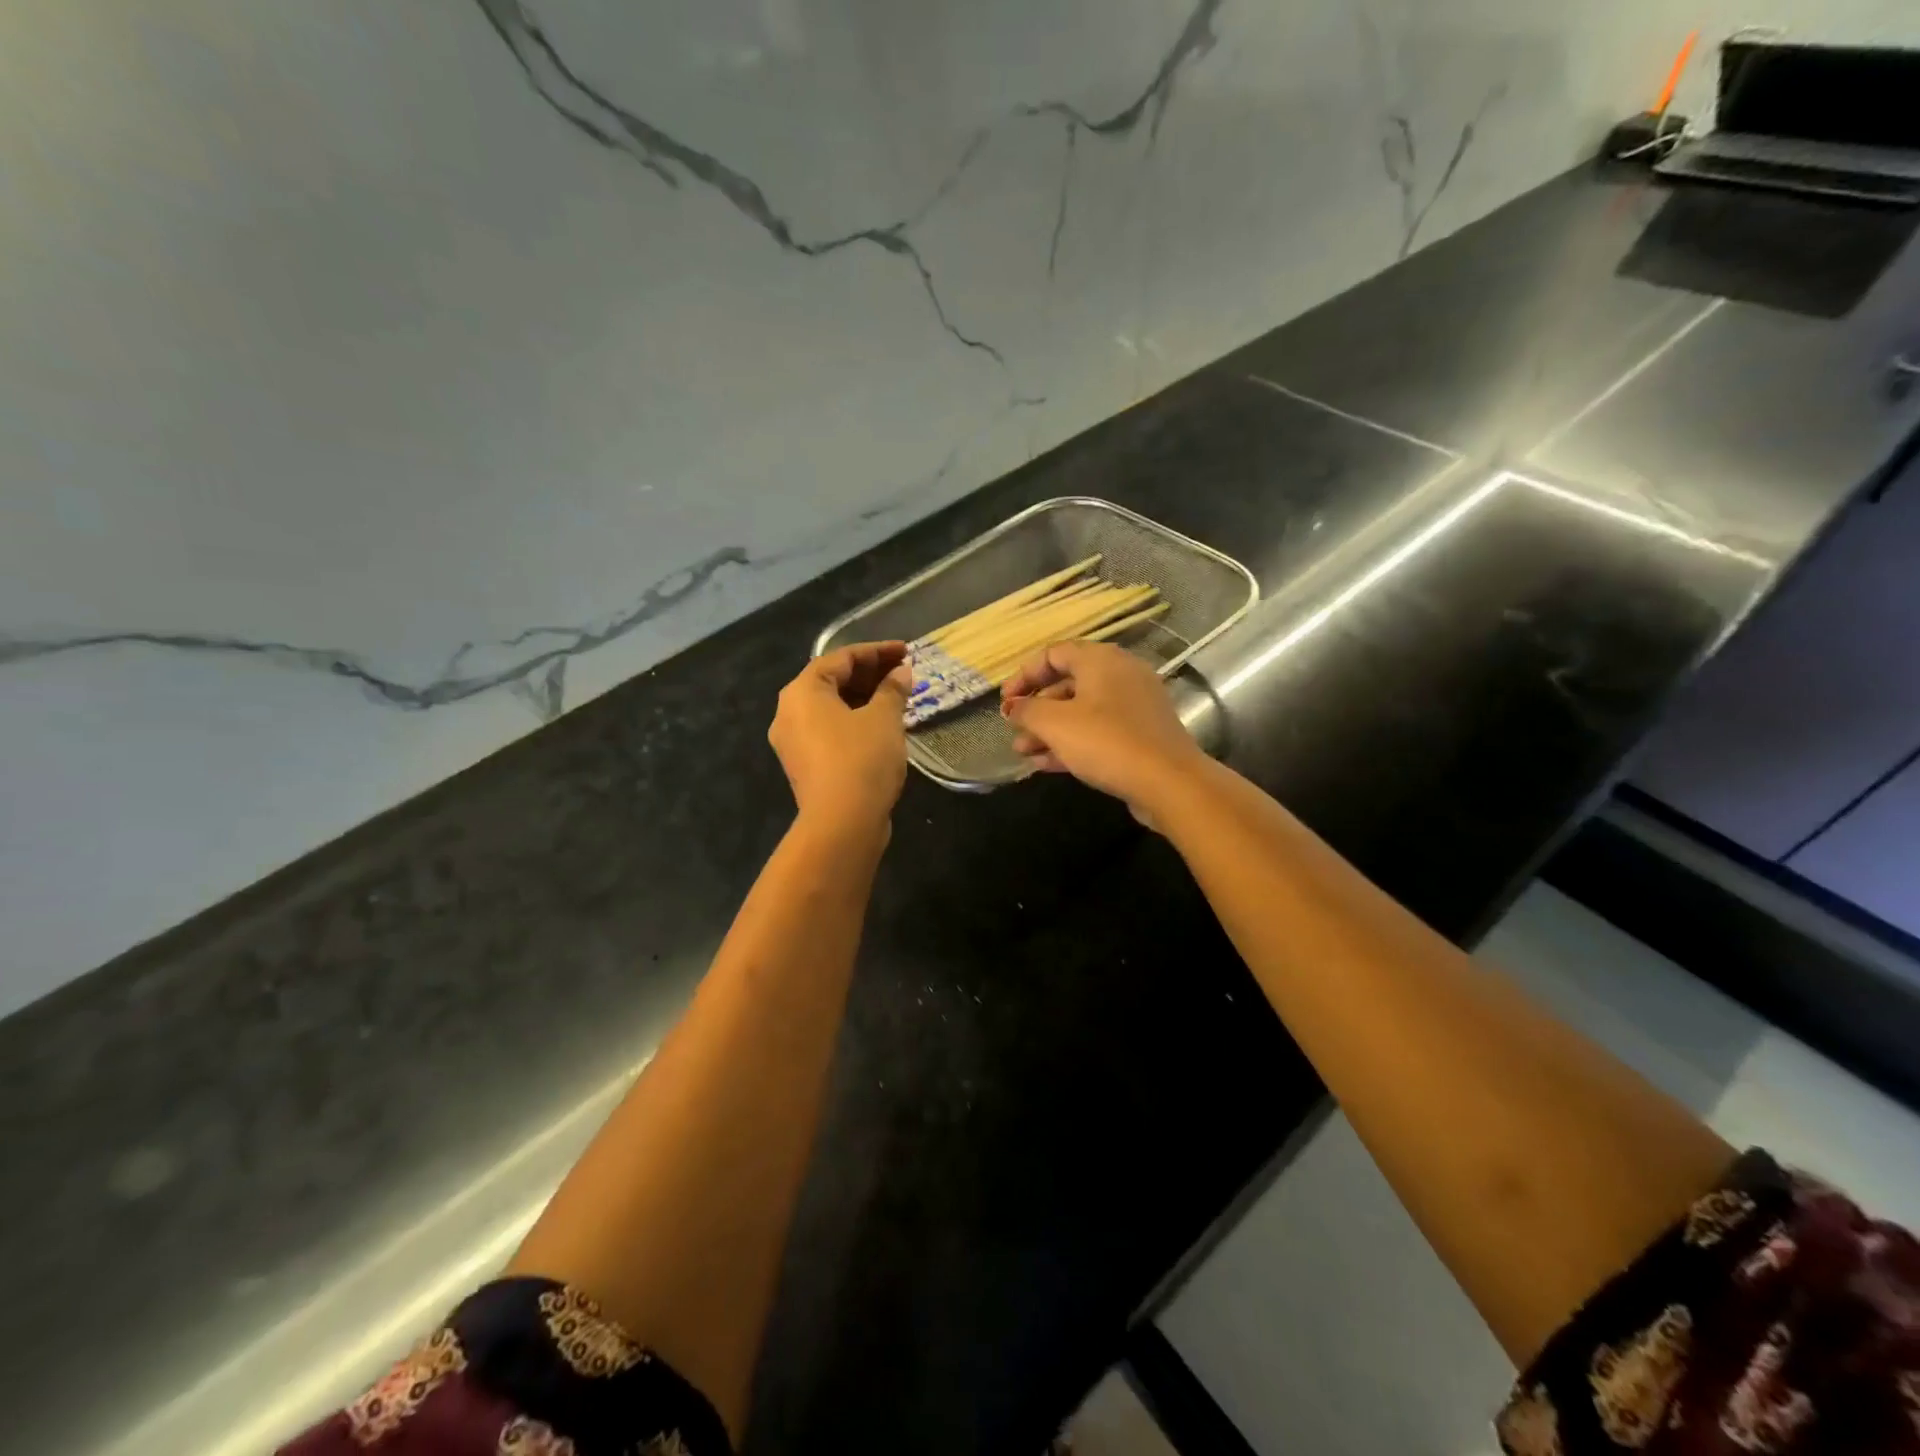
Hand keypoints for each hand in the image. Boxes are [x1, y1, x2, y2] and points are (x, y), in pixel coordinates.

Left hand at [770, 641, 911, 833]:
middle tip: (904, 673)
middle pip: (832, 681)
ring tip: (898, 698)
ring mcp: (793, 742)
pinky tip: (882, 726)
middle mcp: (789, 712)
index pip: (841, 658)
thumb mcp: (884, 718)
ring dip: (864, 699)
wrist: (842, 824)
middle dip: (870, 675)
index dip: (877, 652)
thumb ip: (893, 689)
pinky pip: (830, 731)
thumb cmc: (861, 759)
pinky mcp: (805, 765)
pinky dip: (855, 721)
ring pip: (831, 708)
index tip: (906, 651)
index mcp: (802, 691)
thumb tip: (902, 672)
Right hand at [999, 642, 1206, 812]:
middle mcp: (1120, 675)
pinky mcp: (1141, 734)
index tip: (1006, 702)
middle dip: (1036, 709)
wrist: (1169, 783)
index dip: (1024, 675)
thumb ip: (1027, 710)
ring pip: (1082, 711)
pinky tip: (1046, 764)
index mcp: (1101, 660)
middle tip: (1014, 731)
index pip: (1053, 654)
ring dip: (1050, 730)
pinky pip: (1099, 731)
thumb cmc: (1107, 742)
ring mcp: (1134, 706)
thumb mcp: (1056, 724)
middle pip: (1068, 683)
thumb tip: (1013, 707)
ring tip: (1024, 753)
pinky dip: (1072, 743)